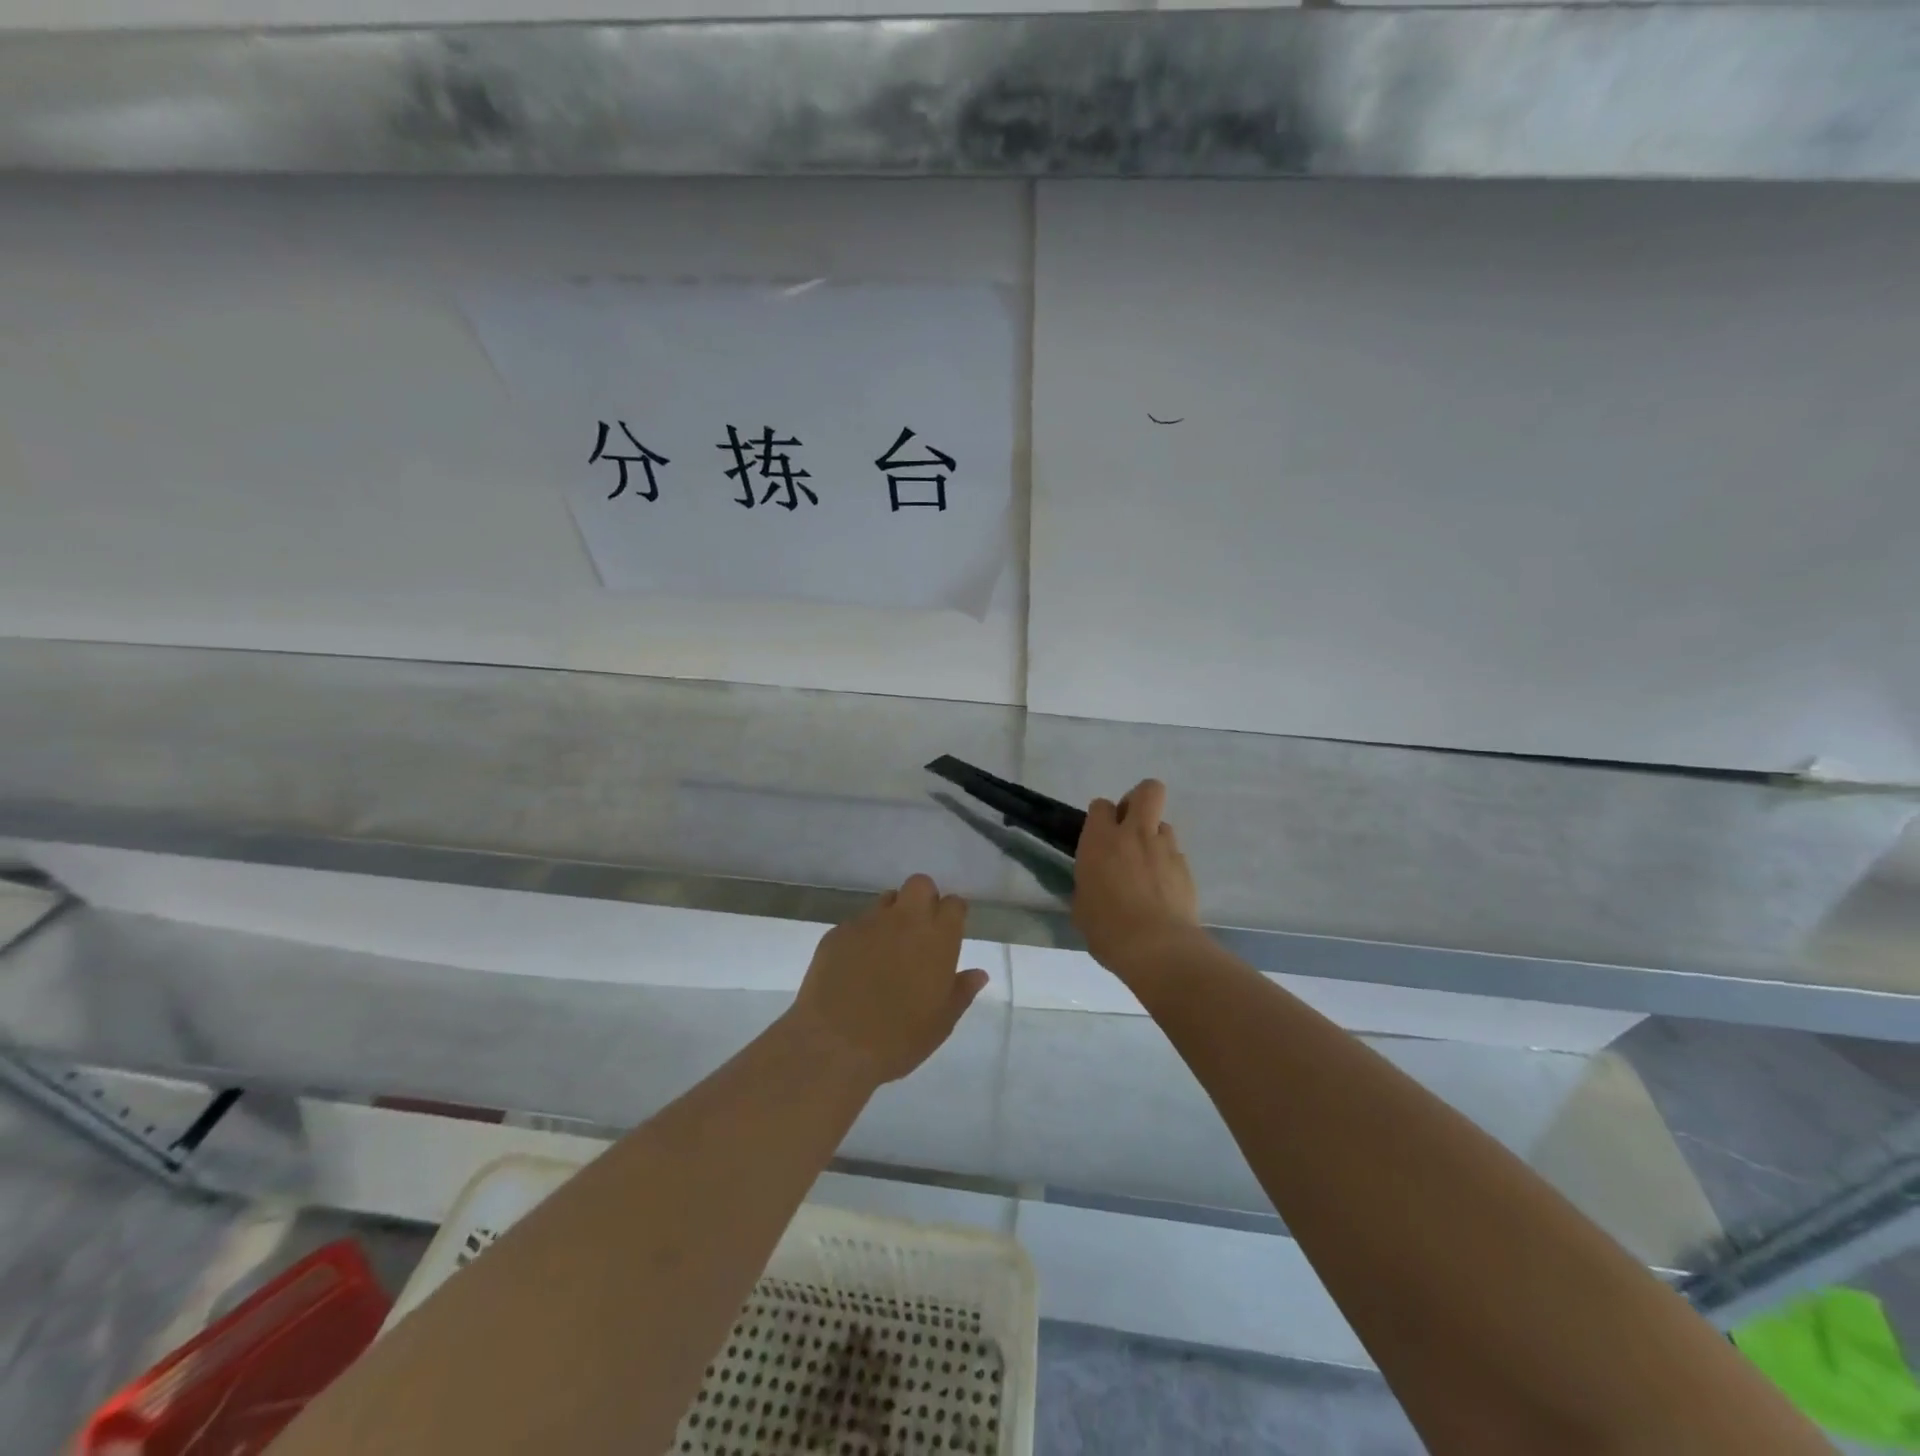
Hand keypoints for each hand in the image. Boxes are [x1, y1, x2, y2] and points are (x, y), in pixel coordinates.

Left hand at [789, 874, 989, 1086]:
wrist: (835, 1045)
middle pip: (919, 884)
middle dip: (923, 898)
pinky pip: (857, 923)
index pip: (953, 904)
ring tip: (885, 948)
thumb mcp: (941, 1022)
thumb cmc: (899, 1039)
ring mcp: (868, 923)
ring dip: (891, 915)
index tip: (949, 929)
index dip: (952, 913)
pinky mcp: (838, 932)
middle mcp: (905, 920)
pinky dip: (862, 937)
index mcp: (937, 939)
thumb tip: (978, 974)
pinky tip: (855, 966)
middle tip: (919, 929)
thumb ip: (962, 991)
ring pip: (886, 900)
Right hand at [1074, 778, 1202, 984]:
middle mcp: (1134, 834)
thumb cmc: (1107, 928)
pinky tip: (1162, 891)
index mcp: (1101, 840)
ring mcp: (1165, 848)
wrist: (1156, 948)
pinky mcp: (1185, 868)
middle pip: (1147, 790)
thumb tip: (1096, 882)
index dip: (1100, 817)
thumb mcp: (1082, 904)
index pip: (1100, 805)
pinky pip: (1175, 854)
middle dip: (1139, 800)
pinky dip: (1168, 865)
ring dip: (1154, 837)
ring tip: (1148, 866)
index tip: (1098, 837)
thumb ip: (1090, 882)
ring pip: (1164, 824)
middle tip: (1130, 826)